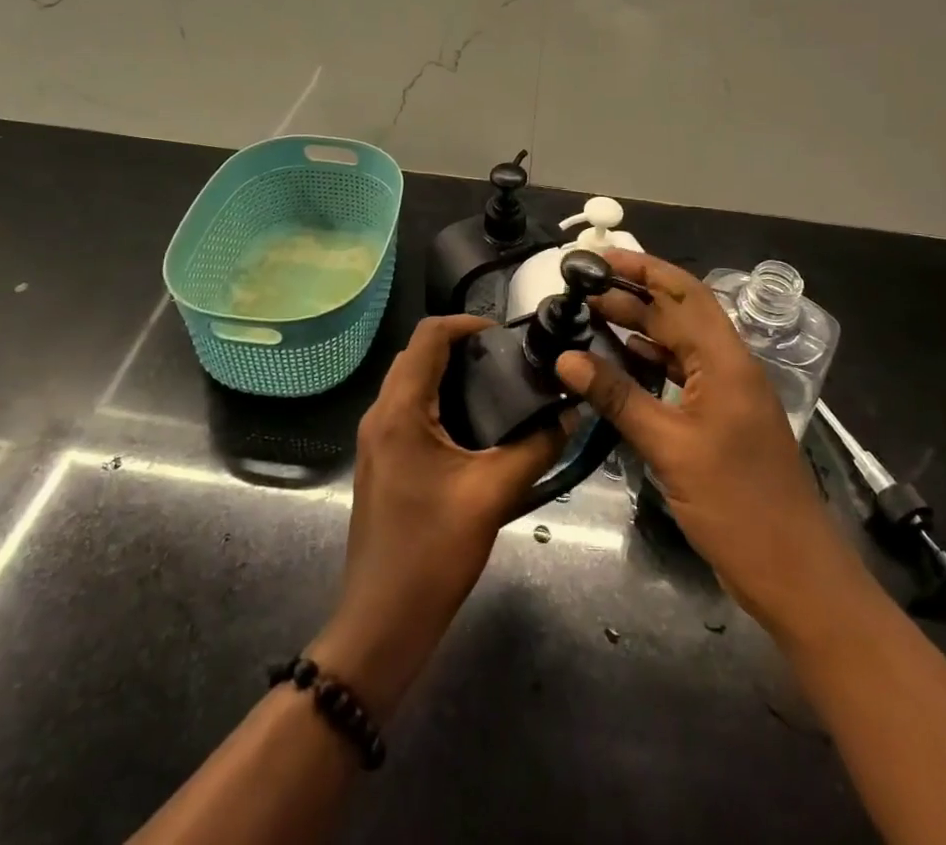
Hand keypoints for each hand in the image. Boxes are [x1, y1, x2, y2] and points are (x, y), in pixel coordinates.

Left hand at [311, 314, 563, 717]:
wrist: (381, 622)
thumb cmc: (433, 553)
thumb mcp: (493, 495)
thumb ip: (536, 447)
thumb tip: (570, 413)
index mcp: (400, 410)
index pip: (428, 335)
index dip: (467, 323)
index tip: (507, 336)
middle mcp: (380, 413)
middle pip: (417, 353)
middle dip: (461, 346)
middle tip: (507, 362)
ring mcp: (375, 439)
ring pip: (411, 381)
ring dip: (448, 372)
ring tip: (497, 386)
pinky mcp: (381, 460)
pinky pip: (408, 409)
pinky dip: (438, 399)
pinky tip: (474, 425)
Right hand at [555, 250, 857, 636]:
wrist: (794, 574)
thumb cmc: (737, 505)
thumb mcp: (670, 447)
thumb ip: (618, 397)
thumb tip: (566, 357)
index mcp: (725, 360)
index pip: (681, 294)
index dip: (640, 268)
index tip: (597, 258)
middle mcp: (728, 366)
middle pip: (677, 315)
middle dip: (631, 296)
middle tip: (579, 291)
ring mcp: (724, 394)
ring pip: (677, 344)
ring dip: (637, 329)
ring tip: (589, 319)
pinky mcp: (718, 420)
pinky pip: (678, 376)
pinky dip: (647, 364)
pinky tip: (616, 364)